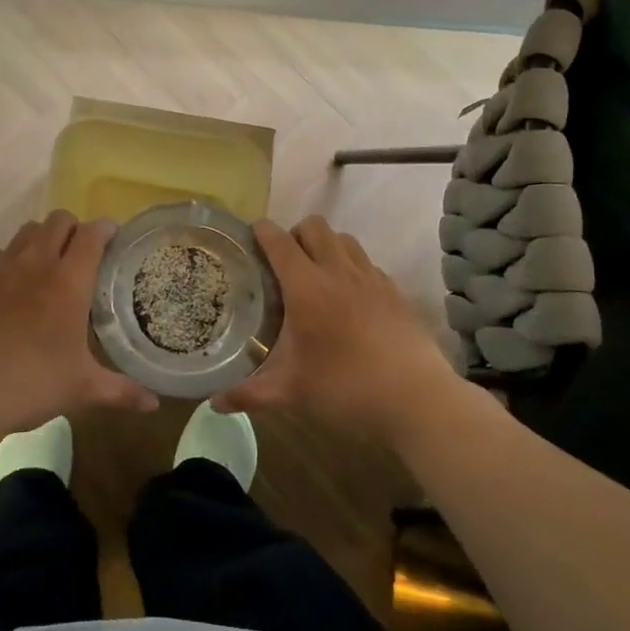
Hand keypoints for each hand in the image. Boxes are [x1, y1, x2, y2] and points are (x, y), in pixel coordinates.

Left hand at [0, 211, 157, 437]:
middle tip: (81, 254)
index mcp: (68, 282)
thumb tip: (154, 404)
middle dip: (74, 229)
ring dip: (42, 239)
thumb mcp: (82, 389)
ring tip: (46, 265)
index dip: (106, 230)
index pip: (92, 235)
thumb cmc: (31, 386)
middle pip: (58, 221)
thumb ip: (121, 390)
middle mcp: (34, 264)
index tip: (113, 238)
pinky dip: (8, 260)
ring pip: (26, 231)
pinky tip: (9, 285)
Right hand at [214, 216, 459, 443]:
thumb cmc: (345, 388)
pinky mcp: (395, 292)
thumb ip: (249, 394)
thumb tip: (214, 404)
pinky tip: (349, 299)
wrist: (416, 398)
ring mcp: (371, 278)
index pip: (279, 240)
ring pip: (344, 239)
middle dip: (294, 234)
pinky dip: (352, 268)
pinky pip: (367, 263)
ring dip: (325, 246)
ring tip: (316, 275)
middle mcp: (338, 271)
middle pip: (314, 226)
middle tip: (283, 263)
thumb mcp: (291, 392)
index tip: (249, 236)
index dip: (261, 231)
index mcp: (307, 287)